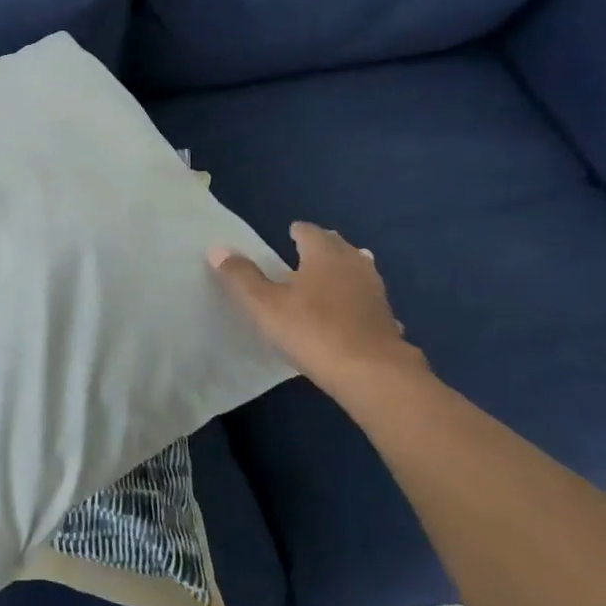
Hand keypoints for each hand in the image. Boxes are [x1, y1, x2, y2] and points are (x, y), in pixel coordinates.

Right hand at [210, 222, 428, 407]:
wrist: (373, 374)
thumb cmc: (312, 330)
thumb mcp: (265, 304)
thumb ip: (241, 276)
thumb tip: (218, 248)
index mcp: (324, 254)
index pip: (310, 231)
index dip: (297, 231)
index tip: (288, 234)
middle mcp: (354, 264)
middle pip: (338, 246)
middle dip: (323, 246)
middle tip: (304, 253)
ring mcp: (375, 292)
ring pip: (358, 270)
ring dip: (343, 270)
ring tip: (327, 278)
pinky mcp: (387, 319)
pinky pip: (368, 299)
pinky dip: (357, 298)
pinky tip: (351, 312)